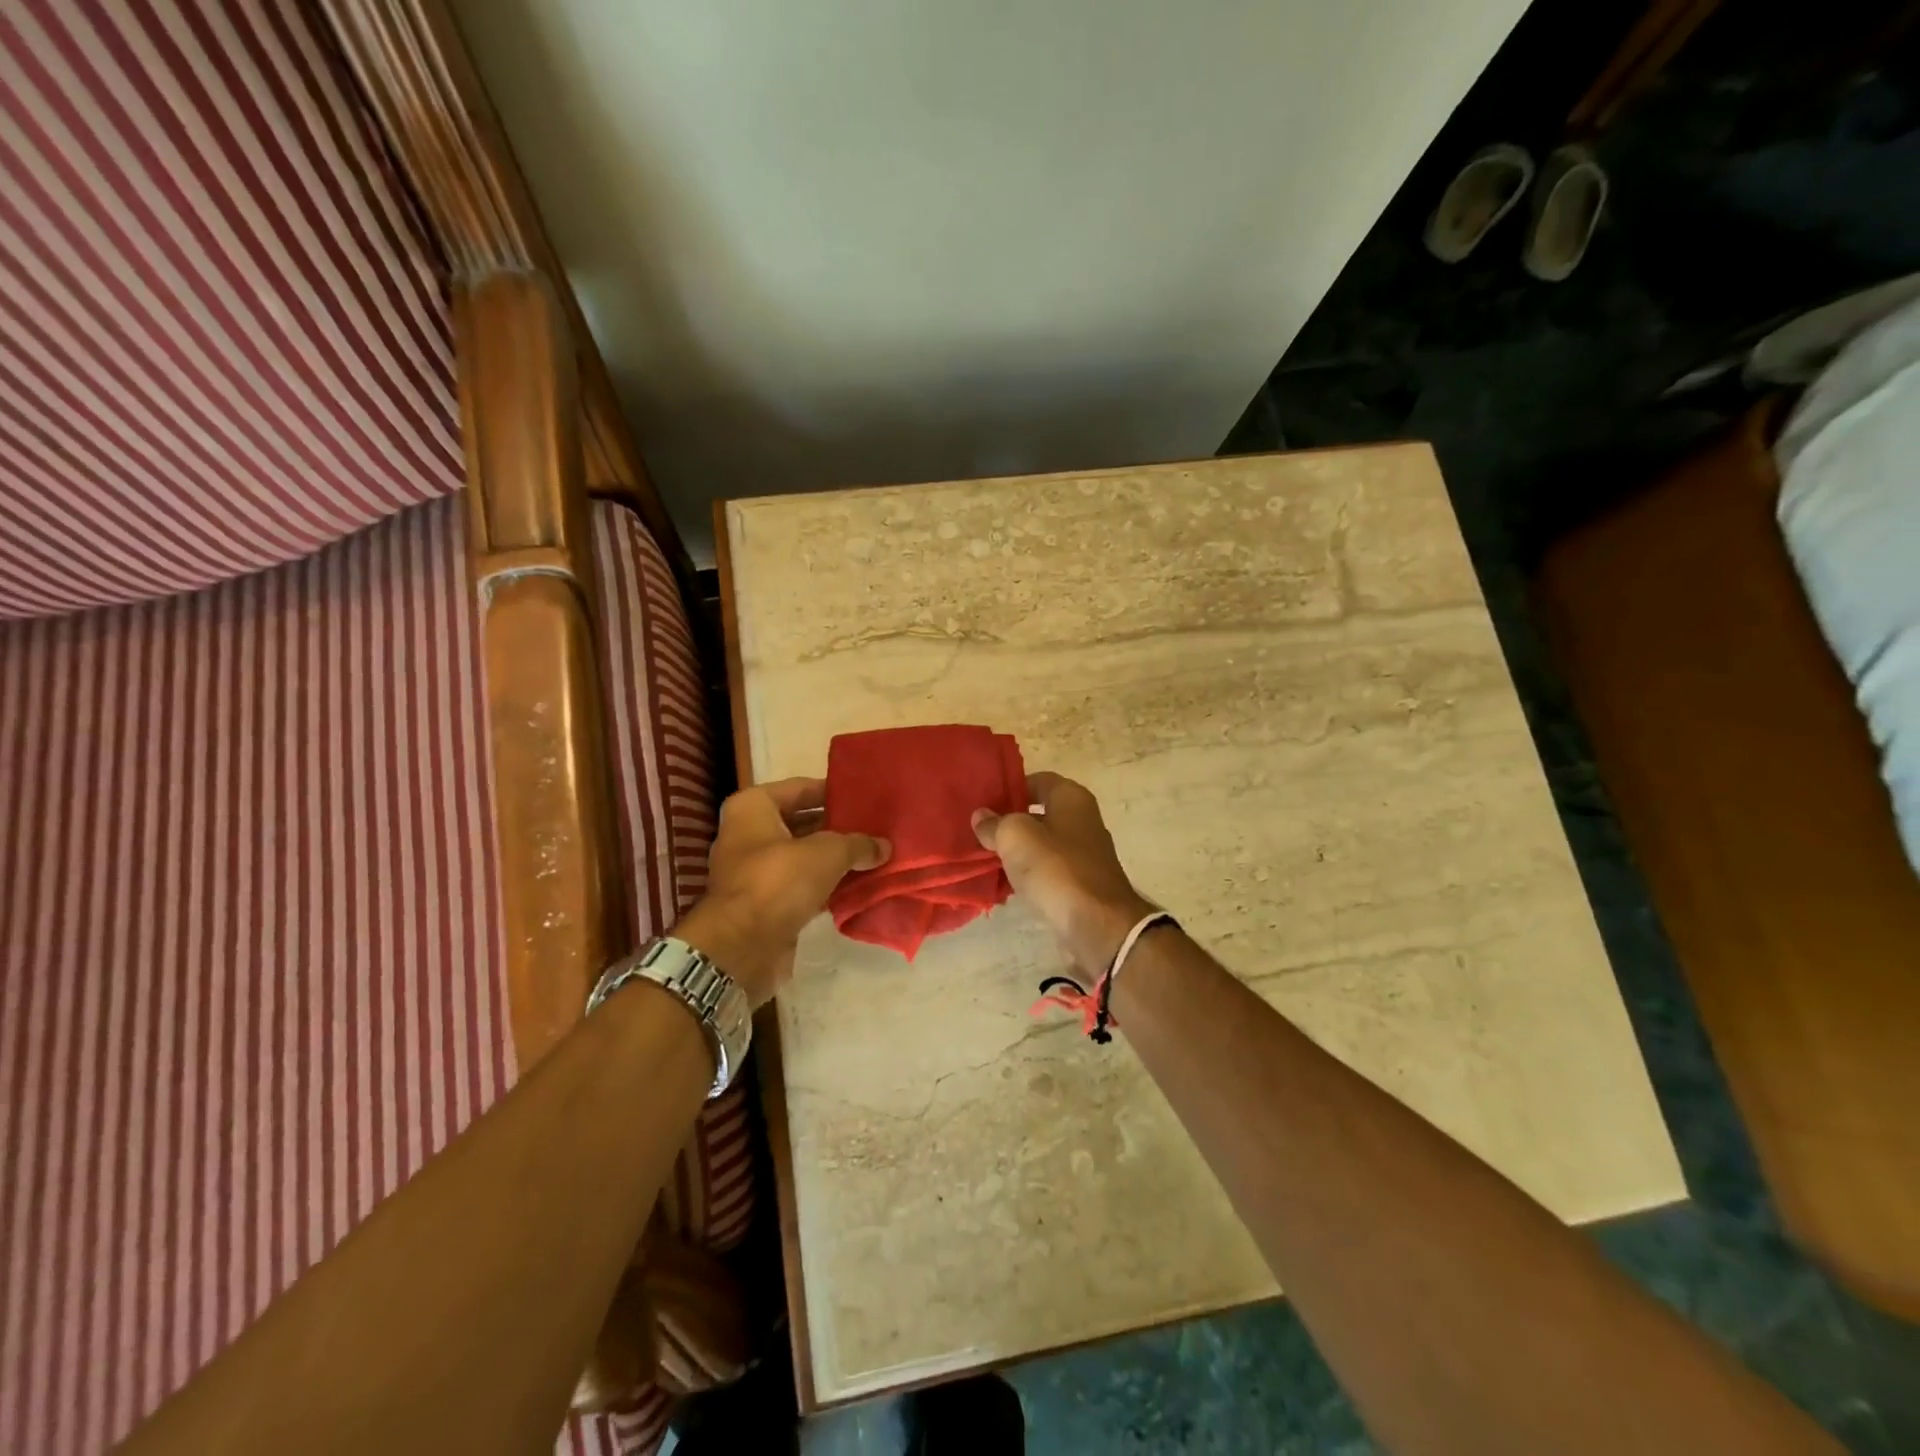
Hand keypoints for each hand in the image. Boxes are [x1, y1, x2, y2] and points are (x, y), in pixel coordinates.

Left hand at [675, 778, 889, 1005]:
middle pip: (802, 822)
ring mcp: (754, 871)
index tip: (865, 796)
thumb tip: (884, 846)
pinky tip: (858, 886)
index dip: (833, 791)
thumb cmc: (778, 881)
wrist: (741, 948)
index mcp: (752, 808)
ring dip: (834, 859)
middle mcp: (748, 834)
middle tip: (876, 827)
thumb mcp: (827, 853)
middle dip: (837, 827)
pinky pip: (802, 886)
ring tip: (874, 855)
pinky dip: (826, 886)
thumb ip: (858, 844)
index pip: (800, 787)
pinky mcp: (765, 904)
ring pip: (804, 857)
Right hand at [973, 772, 1155, 977]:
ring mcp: (1084, 854)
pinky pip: (1048, 870)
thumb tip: (981, 816)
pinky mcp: (1081, 883)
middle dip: (1010, 820)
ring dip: (1017, 850)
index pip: (1037, 780)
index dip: (1009, 787)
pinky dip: (1029, 874)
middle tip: (978, 830)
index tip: (983, 801)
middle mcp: (1082, 820)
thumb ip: (995, 823)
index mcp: (1072, 798)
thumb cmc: (1056, 868)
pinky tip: (1006, 883)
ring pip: (1042, 843)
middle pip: (1039, 813)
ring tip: (985, 856)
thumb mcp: (1015, 836)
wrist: (1096, 925)